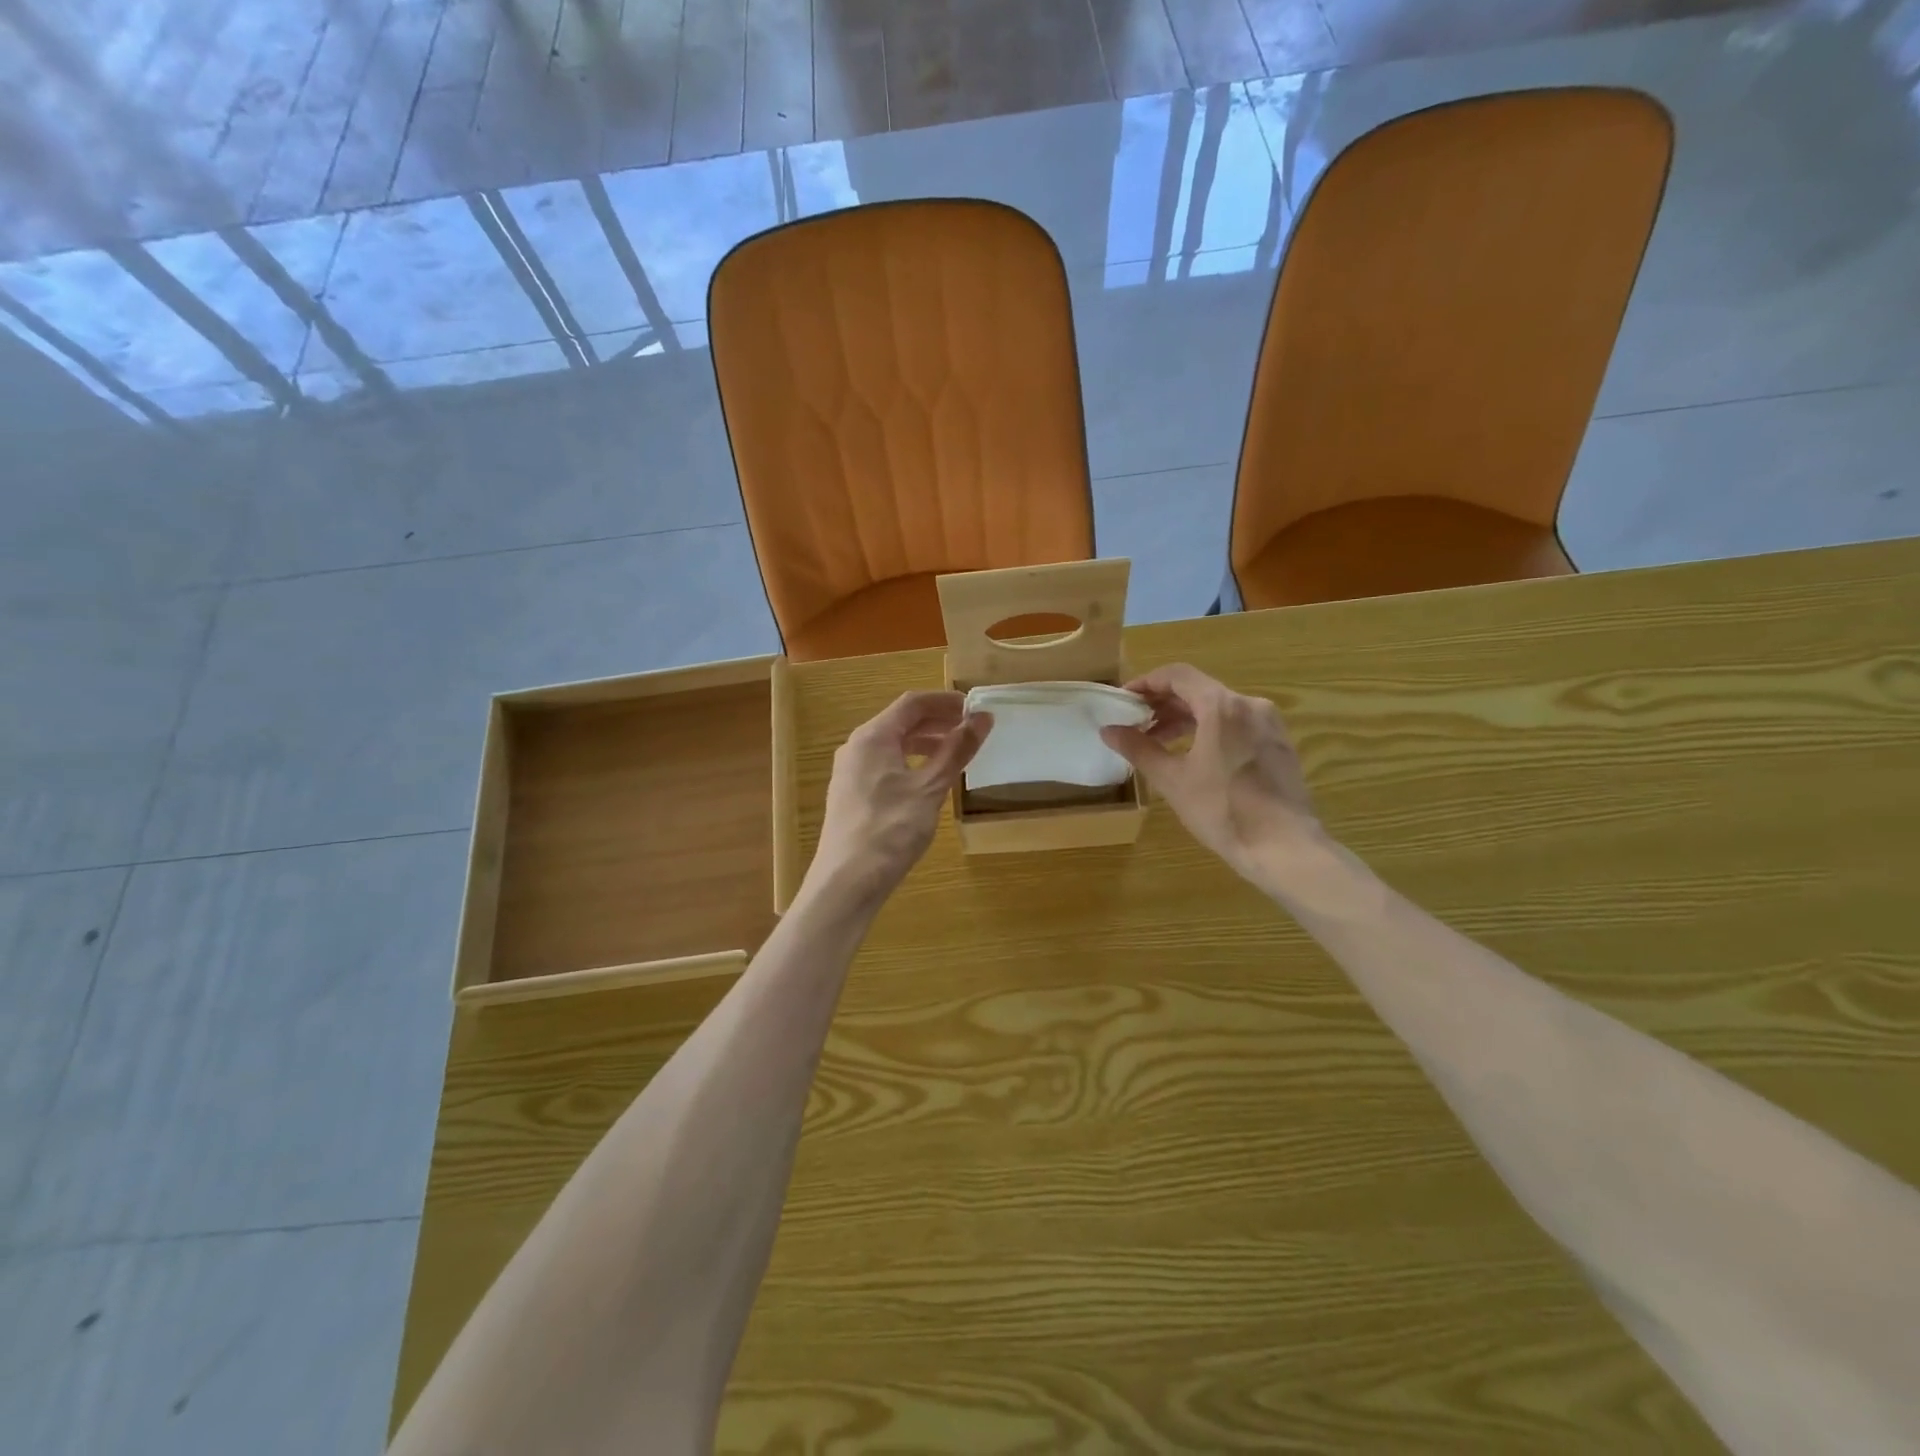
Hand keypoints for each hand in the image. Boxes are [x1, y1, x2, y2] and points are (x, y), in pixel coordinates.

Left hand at [809, 691, 992, 909]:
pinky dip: (911, 763)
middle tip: (972, 731)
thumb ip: (957, 750)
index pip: (912, 703)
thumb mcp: (930, 788)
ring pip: (893, 745)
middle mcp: (857, 747)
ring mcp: (851, 772)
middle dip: (938, 722)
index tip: (975, 708)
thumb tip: (983, 718)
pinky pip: (885, 765)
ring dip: (925, 743)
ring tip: (956, 754)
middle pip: (901, 722)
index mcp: (873, 737)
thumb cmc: (891, 829)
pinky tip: (929, 781)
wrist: (846, 882)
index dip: (945, 701)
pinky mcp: (852, 794)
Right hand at [1101, 663, 1321, 886]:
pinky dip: (1210, 730)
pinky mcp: (1278, 744)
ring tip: (1160, 743)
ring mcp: (1269, 724)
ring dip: (1186, 719)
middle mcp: (1249, 704)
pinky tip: (1195, 756)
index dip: (1147, 683)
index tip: (1124, 700)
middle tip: (1136, 724)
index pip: (1177, 675)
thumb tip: (1108, 730)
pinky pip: (1237, 724)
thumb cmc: (1223, 810)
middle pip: (1199, 690)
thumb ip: (1138, 748)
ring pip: (1219, 708)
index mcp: (1222, 706)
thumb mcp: (1173, 780)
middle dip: (1164, 704)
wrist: (1285, 848)